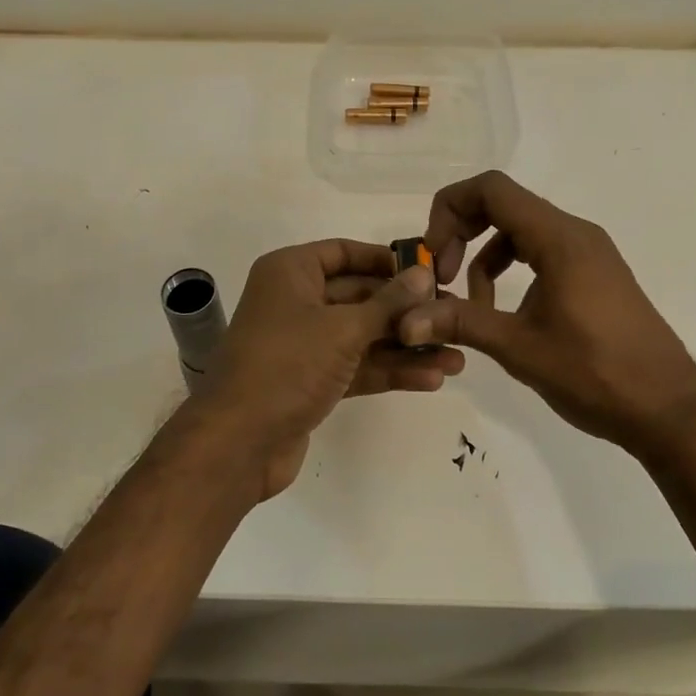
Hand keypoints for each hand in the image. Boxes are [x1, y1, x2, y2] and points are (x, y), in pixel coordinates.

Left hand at [195, 239, 464, 499]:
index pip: (344, 252)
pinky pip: (356, 366)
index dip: (386, 260)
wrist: (239, 443)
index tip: (429, 270)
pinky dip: (388, 371)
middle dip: (406, 311)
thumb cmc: (288, 365)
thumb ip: (388, 302)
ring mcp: (303, 343)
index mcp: (291, 272)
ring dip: (406, 346)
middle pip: (359, 295)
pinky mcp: (311, 380)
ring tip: (456, 358)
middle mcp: (295, 301)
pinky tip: (432, 379)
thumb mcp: (343, 328)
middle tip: (453, 317)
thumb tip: (425, 273)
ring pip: (362, 335)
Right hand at [397, 172, 695, 451]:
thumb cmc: (596, 374)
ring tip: (472, 306)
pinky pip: (541, 251)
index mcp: (559, 239)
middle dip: (462, 233)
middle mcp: (575, 233)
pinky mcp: (594, 273)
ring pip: (520, 230)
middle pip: (503, 204)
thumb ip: (461, 323)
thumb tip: (406, 321)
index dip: (450, 211)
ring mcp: (589, 252)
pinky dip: (511, 268)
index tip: (433, 257)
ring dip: (484, 256)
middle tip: (442, 277)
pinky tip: (504, 311)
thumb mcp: (520, 348)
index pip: (491, 189)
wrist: (668, 409)